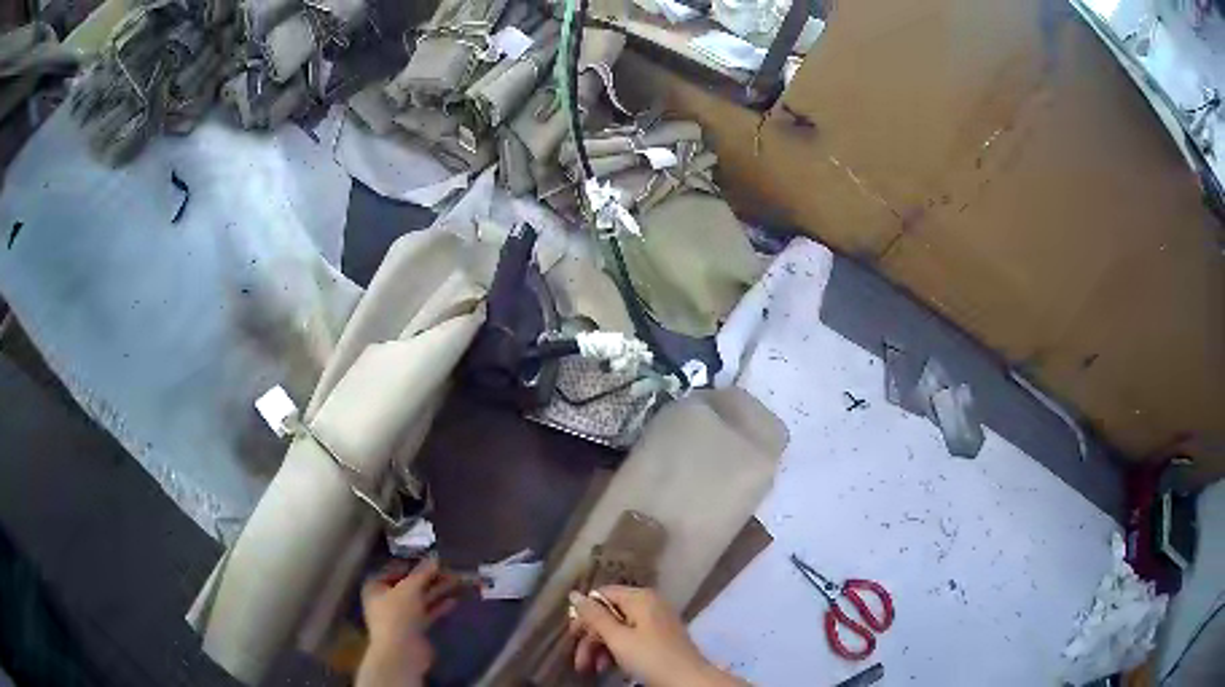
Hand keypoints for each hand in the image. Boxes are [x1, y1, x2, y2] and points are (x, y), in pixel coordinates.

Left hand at [357, 558, 460, 686]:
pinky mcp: (415, 628)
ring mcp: (401, 615)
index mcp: (376, 587)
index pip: (394, 569)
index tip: (431, 558)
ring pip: (420, 598)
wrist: (401, 652)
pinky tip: (454, 600)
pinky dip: (439, 606)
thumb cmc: (397, 615)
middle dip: (429, 577)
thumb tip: (435, 557)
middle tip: (449, 568)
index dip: (412, 563)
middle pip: (409, 584)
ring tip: (456, 581)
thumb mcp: (409, 589)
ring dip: (437, 590)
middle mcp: (386, 599)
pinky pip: (427, 613)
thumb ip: (422, 573)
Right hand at [568, 586, 744, 686]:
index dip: (584, 615)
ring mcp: (657, 621)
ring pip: (619, 629)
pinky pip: (632, 638)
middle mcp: (649, 604)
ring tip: (593, 670)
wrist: (688, 681)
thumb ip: (594, 616)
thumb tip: (574, 594)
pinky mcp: (661, 638)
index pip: (602, 595)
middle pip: (609, 615)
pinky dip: (618, 651)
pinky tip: (610, 667)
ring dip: (602, 649)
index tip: (572, 637)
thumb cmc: (650, 657)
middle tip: (580, 662)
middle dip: (591, 639)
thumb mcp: (617, 638)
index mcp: (640, 597)